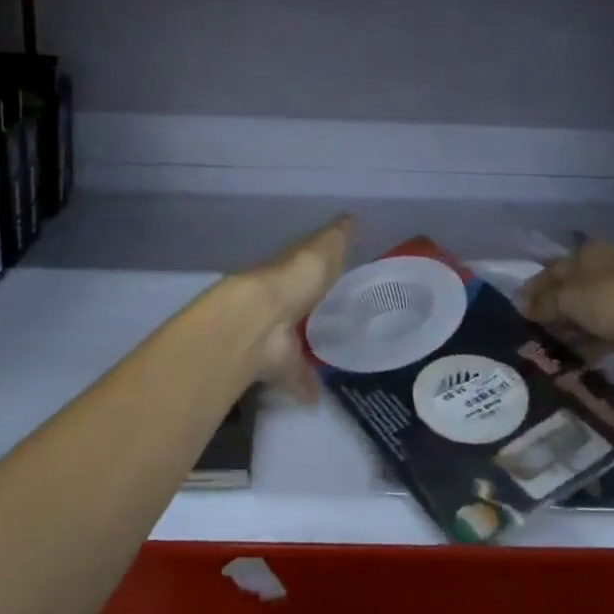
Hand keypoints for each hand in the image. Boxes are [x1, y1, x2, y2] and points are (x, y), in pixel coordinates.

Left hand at [237, 215, 352, 400]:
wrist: (261, 320)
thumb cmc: (296, 277)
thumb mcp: (325, 248)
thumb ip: (338, 237)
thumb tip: (353, 218)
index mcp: (292, 270)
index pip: (307, 267)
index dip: (321, 270)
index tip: (339, 278)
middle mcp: (280, 300)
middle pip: (299, 305)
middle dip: (312, 311)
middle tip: (337, 320)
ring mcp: (275, 334)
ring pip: (294, 340)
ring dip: (307, 349)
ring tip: (333, 359)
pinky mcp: (276, 364)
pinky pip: (293, 375)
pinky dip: (304, 385)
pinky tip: (318, 396)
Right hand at [518, 240, 613, 373]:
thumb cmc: (610, 300)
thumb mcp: (568, 298)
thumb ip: (543, 302)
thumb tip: (521, 305)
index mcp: (588, 253)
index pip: (552, 268)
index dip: (533, 287)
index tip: (517, 307)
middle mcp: (603, 269)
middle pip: (568, 289)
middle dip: (549, 308)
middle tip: (530, 328)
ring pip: (584, 311)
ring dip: (567, 326)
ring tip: (546, 345)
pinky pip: (599, 329)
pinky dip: (585, 340)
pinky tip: (570, 354)